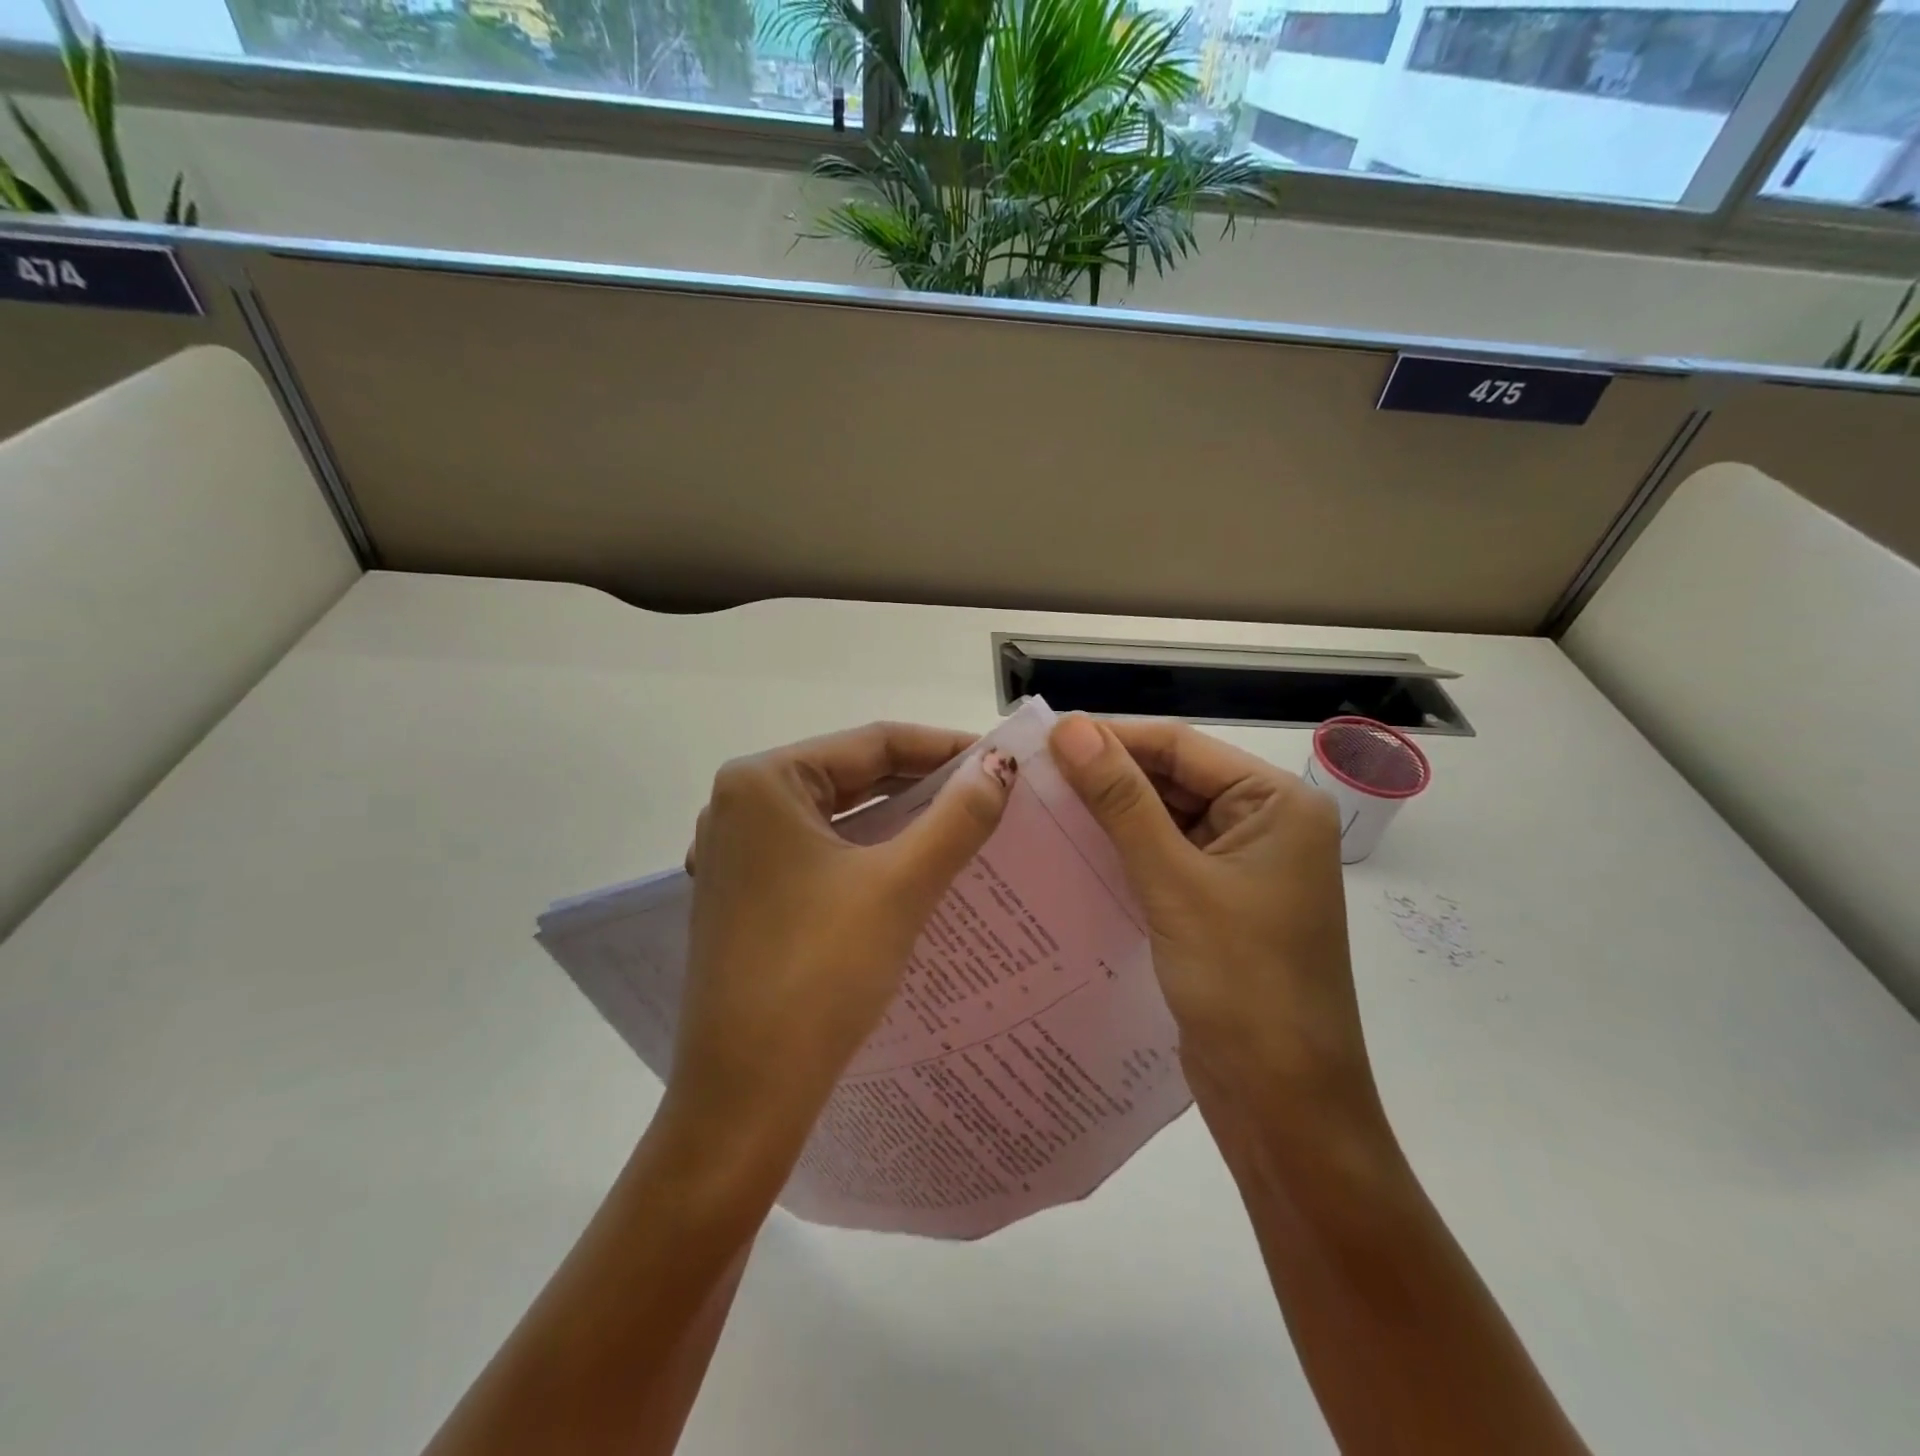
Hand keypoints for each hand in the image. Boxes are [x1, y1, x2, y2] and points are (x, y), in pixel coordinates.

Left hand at [670, 722, 1015, 1162]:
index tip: (1002, 761)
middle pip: (853, 775)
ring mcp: (738, 851)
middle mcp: (740, 804)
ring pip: (838, 816)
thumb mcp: (899, 886)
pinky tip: (913, 865)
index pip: (873, 741)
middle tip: (992, 793)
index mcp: (763, 781)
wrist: (744, 1096)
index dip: (944, 747)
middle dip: (924, 784)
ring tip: (965, 824)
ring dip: (899, 819)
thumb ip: (956, 818)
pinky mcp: (746, 892)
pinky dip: (869, 851)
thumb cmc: (819, 975)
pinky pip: (820, 851)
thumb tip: (1000, 766)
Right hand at [1048, 714, 1385, 1144]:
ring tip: (1039, 807)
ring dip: (1110, 817)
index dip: (1111, 738)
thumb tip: (1071, 728)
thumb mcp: (1173, 882)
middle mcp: (1265, 825)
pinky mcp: (1219, 905)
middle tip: (1031, 777)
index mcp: (1277, 803)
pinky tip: (1070, 853)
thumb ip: (1122, 800)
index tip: (1042, 739)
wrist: (1284, 1107)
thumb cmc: (1242, 983)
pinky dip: (1123, 855)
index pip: (1180, 747)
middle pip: (1173, 781)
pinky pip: (1165, 861)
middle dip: (1107, 779)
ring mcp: (1243, 868)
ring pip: (1165, 821)